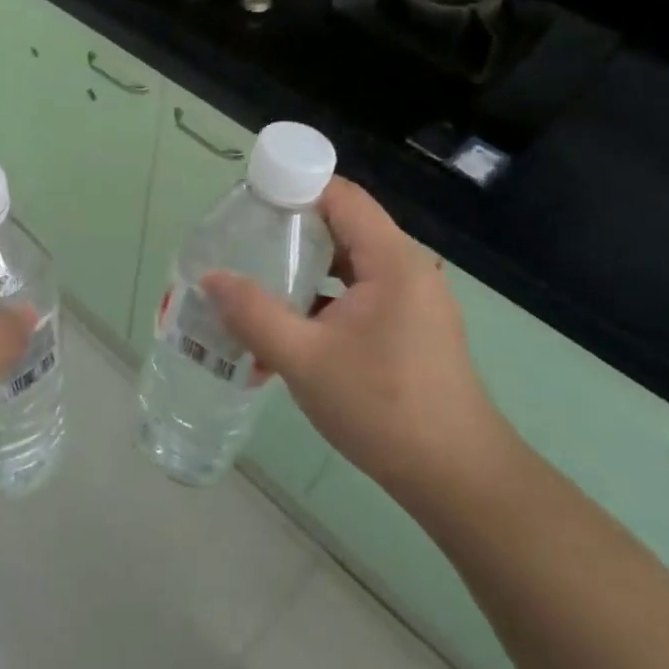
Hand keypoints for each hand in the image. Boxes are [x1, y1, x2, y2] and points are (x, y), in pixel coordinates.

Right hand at [203, 178, 520, 517]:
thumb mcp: (304, 360)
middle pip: (340, 227)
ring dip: (301, 273)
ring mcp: (411, 301)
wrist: (458, 480)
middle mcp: (406, 269)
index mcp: (391, 260)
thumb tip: (210, 279)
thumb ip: (253, 314)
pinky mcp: (408, 328)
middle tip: (240, 247)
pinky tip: (285, 333)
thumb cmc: (383, 408)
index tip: (247, 204)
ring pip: (345, 265)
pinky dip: (320, 303)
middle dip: (287, 234)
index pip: (340, 195)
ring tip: (253, 288)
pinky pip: (356, 296)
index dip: (293, 188)